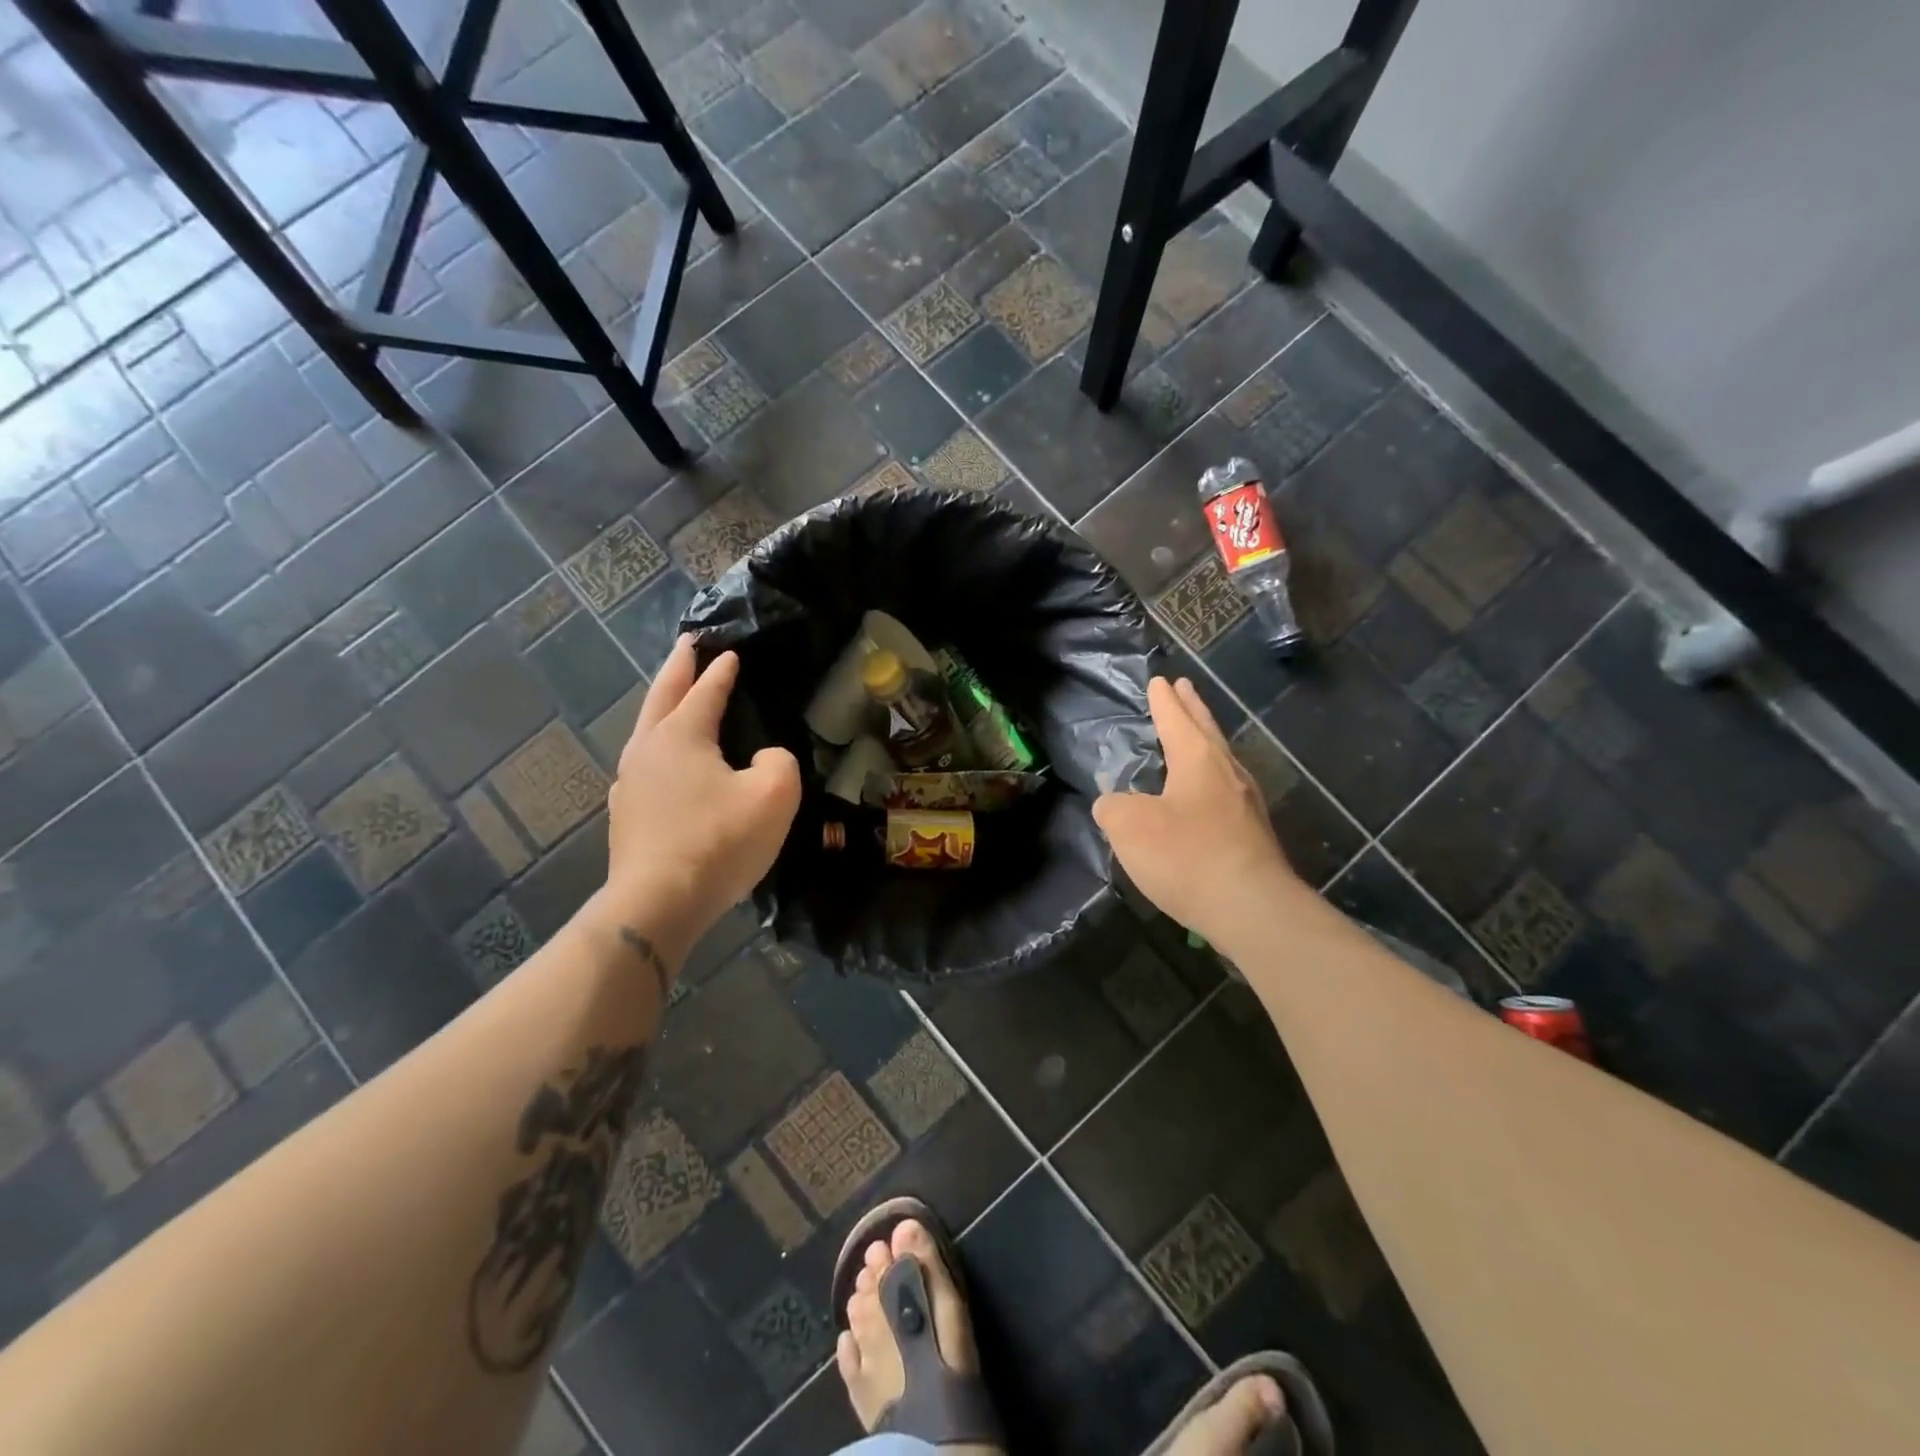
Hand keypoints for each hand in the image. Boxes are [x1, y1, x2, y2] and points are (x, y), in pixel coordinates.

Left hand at [604, 635, 800, 954]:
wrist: (658, 903)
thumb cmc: (719, 841)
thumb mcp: (774, 794)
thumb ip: (779, 761)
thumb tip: (765, 758)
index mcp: (682, 736)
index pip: (706, 692)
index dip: (721, 672)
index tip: (730, 652)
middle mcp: (648, 749)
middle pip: (662, 696)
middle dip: (677, 667)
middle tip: (687, 643)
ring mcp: (630, 783)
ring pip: (646, 730)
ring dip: (663, 706)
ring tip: (674, 697)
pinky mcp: (626, 815)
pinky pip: (645, 764)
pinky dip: (658, 746)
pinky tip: (664, 762)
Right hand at [1093, 677, 1299, 943]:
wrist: (1251, 909)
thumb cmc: (1186, 856)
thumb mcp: (1128, 827)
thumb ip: (1112, 807)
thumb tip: (1112, 803)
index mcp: (1198, 759)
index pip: (1176, 719)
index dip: (1163, 701)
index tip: (1160, 680)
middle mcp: (1227, 773)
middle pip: (1207, 731)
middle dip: (1192, 709)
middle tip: (1185, 687)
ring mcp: (1246, 805)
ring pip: (1220, 761)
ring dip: (1204, 743)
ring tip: (1193, 737)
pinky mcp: (1253, 836)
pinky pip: (1225, 793)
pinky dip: (1209, 781)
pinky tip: (1202, 797)